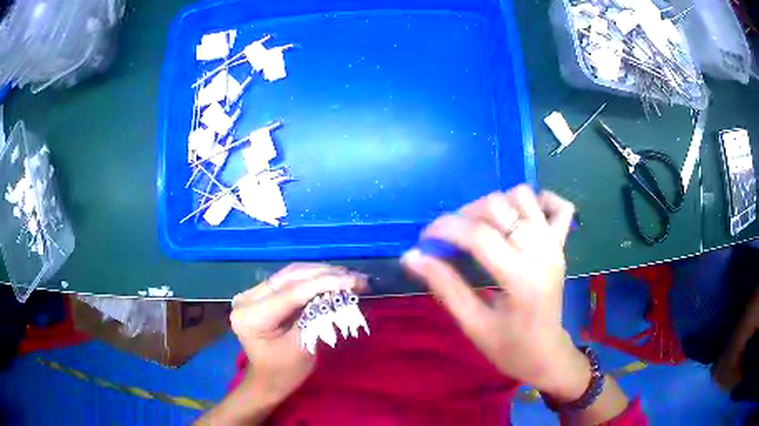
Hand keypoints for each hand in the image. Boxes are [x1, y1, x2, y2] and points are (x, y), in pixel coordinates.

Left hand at [230, 263, 366, 401]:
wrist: (268, 380)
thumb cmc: (285, 372)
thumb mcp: (302, 347)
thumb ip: (316, 317)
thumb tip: (339, 292)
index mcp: (251, 316)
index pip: (291, 293)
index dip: (324, 283)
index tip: (354, 280)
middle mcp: (247, 298)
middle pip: (290, 278)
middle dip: (326, 275)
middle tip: (357, 277)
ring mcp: (252, 294)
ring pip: (291, 274)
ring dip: (321, 273)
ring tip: (349, 276)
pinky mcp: (261, 293)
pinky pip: (289, 281)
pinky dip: (312, 279)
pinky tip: (333, 278)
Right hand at [402, 185, 588, 400]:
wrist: (546, 355)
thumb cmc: (509, 348)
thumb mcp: (472, 324)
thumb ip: (444, 286)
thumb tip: (411, 256)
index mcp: (521, 279)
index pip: (478, 235)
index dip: (445, 229)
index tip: (424, 239)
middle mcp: (542, 252)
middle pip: (499, 206)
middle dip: (465, 214)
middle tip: (451, 238)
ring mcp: (556, 244)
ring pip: (523, 196)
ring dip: (496, 206)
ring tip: (481, 229)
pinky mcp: (562, 243)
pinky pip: (558, 205)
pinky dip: (538, 202)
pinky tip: (520, 219)